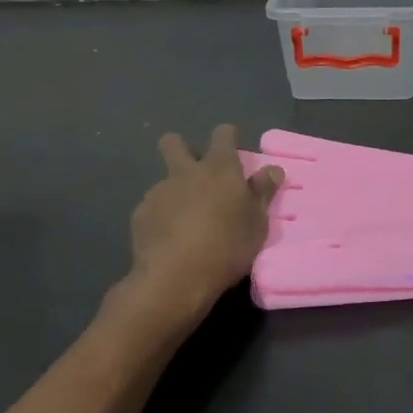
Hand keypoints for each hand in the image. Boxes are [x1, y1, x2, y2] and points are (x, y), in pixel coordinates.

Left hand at [127, 124, 282, 323]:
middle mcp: (186, 172)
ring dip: (174, 192)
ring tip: (185, 222)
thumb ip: (263, 192)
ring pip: (164, 180)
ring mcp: (159, 192)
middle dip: (180, 148)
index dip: (228, 138)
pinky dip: (160, 218)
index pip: (223, 134)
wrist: (174, 278)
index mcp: (219, 168)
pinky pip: (152, 208)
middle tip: (195, 172)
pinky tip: (168, 240)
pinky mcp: (140, 215)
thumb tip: (273, 169)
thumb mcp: (257, 222)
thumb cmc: (227, 246)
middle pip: (173, 143)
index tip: (233, 153)